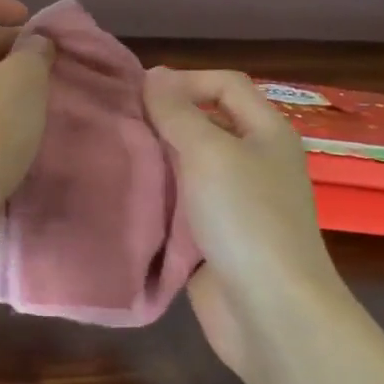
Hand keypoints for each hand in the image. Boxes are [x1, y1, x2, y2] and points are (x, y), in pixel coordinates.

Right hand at [143, 67, 342, 380]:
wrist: (270, 308)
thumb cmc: (245, 218)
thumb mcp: (209, 152)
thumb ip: (178, 112)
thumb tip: (154, 75)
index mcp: (267, 132)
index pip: (227, 85)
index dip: (186, 80)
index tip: (138, 92)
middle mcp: (255, 162)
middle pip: (207, 125)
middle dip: (164, 121)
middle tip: (117, 123)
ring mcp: (236, 203)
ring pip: (190, 168)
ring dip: (157, 161)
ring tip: (113, 156)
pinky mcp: (216, 238)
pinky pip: (183, 207)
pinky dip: (158, 199)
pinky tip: (126, 198)